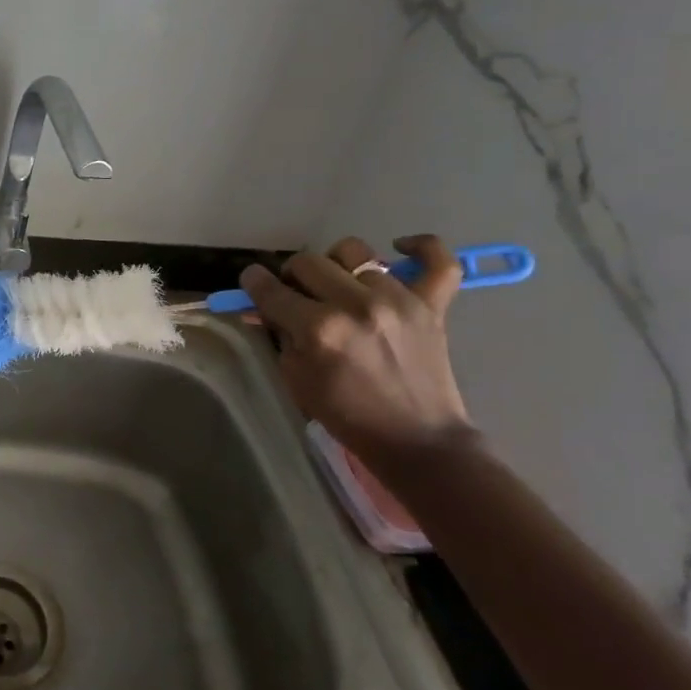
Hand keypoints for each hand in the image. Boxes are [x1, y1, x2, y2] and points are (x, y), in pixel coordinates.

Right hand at [239, 234, 478, 466]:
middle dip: (292, 275)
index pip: (270, 288)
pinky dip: (421, 247)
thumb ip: (281, 334)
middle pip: (307, 262)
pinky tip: (400, 249)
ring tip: (340, 286)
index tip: (252, 282)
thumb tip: (269, 306)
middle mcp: (354, 305)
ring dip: (337, 267)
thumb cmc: (347, 415)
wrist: (417, 442)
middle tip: (297, 294)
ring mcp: (398, 301)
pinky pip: (438, 260)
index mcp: (318, 329)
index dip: (253, 282)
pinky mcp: (431, 305)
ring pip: (354, 253)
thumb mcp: (296, 377)